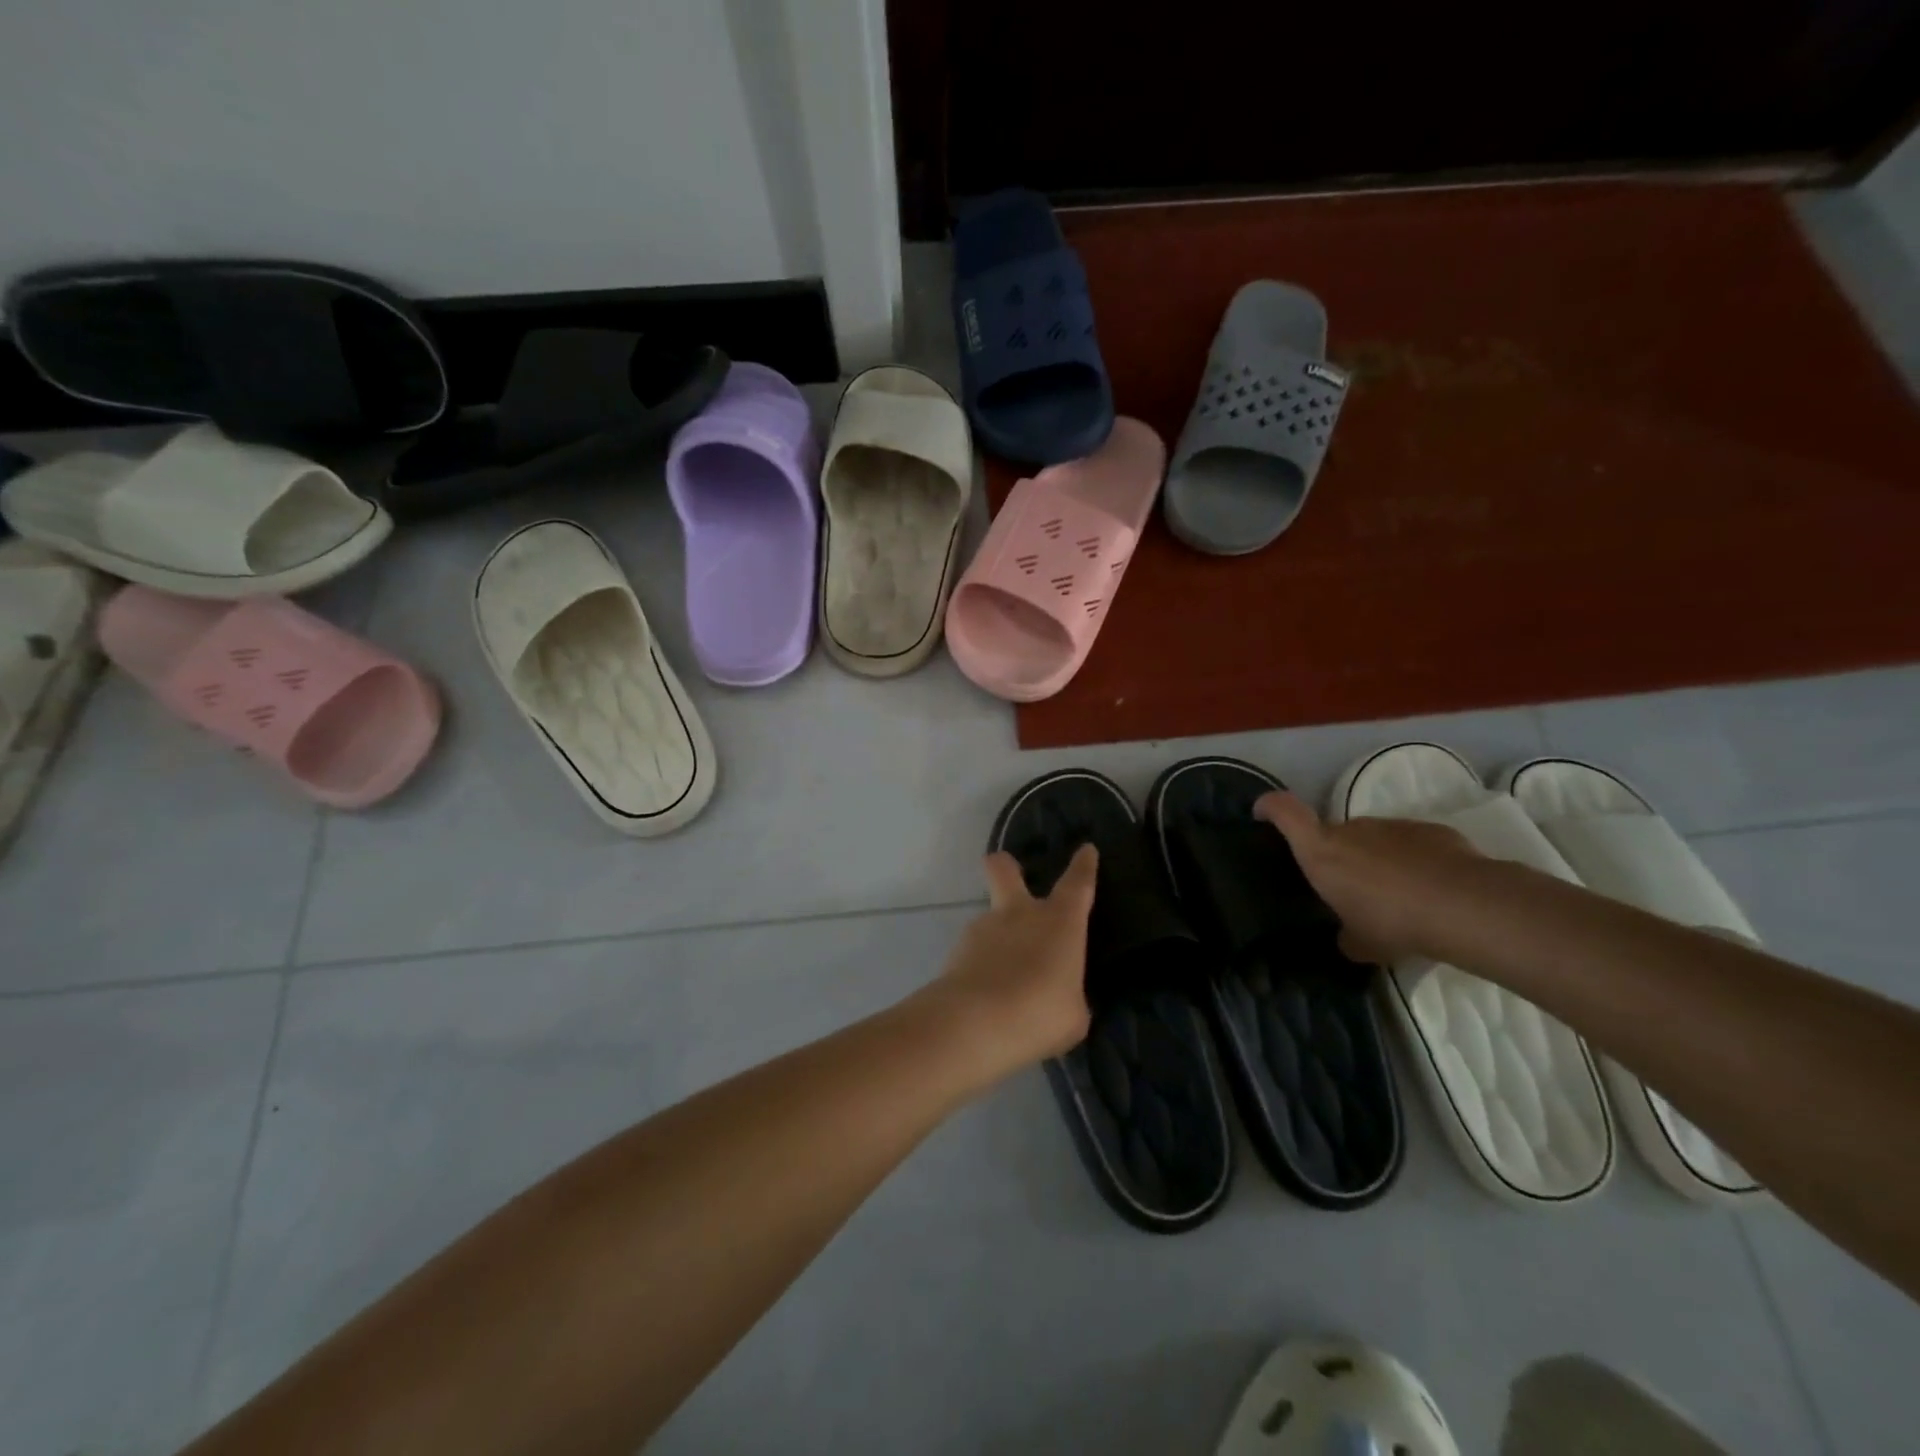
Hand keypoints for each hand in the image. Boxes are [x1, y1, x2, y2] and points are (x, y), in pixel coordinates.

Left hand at [923, 846, 1098, 1084]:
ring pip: (989, 920)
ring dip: (996, 939)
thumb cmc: (1040, 1013)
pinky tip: (985, 998)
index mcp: (1059, 922)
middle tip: (1006, 868)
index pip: (1077, 883)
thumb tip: (1059, 995)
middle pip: (1005, 870)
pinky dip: (980, 968)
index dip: (1083, 866)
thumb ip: (1067, 995)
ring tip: (1003, 980)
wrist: (974, 1024)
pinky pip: (974, 955)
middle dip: (1005, 865)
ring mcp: (983, 929)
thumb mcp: (1072, 1014)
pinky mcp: (956, 953)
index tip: (1086, 850)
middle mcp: (1019, 914)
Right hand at [1255, 791, 1484, 963]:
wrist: (1465, 906)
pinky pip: (1410, 845)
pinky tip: (1431, 891)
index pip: (1285, 812)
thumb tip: (1348, 937)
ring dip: (1377, 861)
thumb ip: (1346, 935)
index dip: (1270, 807)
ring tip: (1397, 897)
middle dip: (1338, 857)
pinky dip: (1412, 862)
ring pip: (1373, 840)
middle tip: (1352, 891)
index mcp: (1321, 852)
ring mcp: (1392, 826)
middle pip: (1333, 833)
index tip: (1261, 812)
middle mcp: (1352, 830)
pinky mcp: (1430, 831)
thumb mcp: (1361, 943)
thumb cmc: (1393, 921)